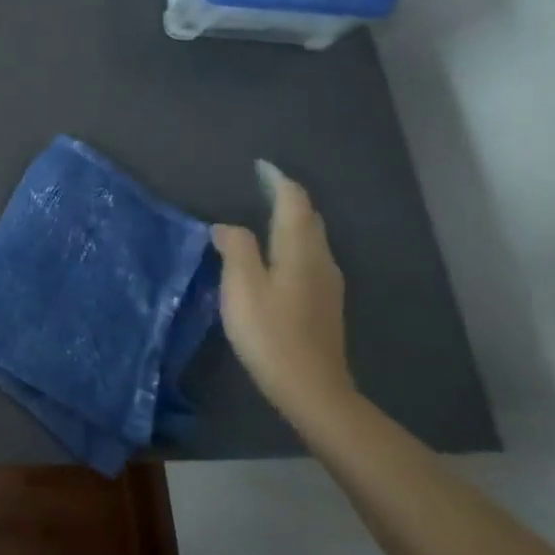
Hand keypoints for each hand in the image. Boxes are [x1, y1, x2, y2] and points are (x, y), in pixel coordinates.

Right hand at [212, 161, 356, 430]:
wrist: (312, 389)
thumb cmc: (271, 333)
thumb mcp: (242, 287)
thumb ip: (236, 249)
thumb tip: (227, 227)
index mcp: (300, 250)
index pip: (294, 202)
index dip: (277, 180)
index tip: (261, 166)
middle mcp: (320, 260)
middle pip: (308, 218)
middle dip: (287, 198)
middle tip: (262, 186)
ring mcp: (327, 284)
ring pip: (312, 239)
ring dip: (291, 221)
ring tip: (265, 216)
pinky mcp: (324, 304)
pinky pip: (310, 257)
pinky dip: (293, 242)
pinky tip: (277, 256)